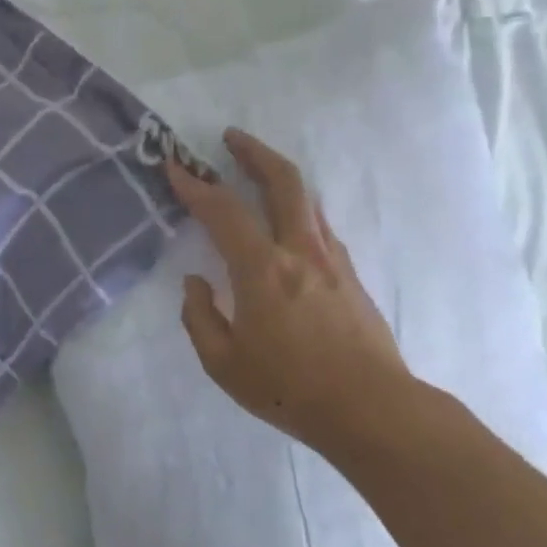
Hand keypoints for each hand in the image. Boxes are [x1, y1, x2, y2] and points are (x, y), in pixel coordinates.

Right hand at [168, 128, 413, 456]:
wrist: (371, 408)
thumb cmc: (290, 389)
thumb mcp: (224, 364)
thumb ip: (200, 318)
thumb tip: (195, 284)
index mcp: (262, 271)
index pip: (223, 211)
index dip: (195, 186)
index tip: (175, 168)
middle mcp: (300, 252)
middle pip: (283, 181)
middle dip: (254, 152)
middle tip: (231, 137)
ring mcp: (331, 260)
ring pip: (307, 200)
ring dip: (279, 176)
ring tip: (258, 172)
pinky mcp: (350, 274)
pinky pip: (319, 226)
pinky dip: (297, 211)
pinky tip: (287, 226)